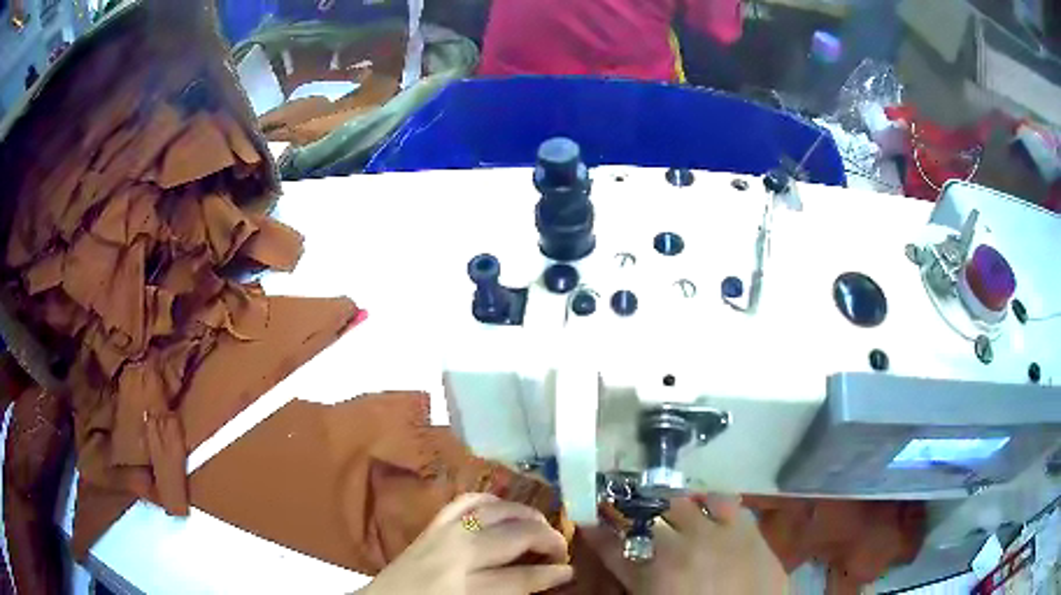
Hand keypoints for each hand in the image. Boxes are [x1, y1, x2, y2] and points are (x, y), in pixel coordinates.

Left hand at [362, 493, 573, 594]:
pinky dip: (490, 500)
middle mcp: (454, 555)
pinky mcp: (431, 524)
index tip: (570, 571)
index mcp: (463, 588)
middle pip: (512, 537)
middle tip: (561, 548)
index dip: (551, 574)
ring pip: (493, 511)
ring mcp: (441, 534)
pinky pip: (465, 502)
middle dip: (545, 538)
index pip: (519, 578)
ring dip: (524, 514)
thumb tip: (542, 580)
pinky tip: (505, 509)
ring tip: (541, 525)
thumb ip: (507, 593)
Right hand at [584, 495, 787, 594]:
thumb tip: (623, 560)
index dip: (599, 532)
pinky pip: (723, 500)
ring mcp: (715, 534)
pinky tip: (707, 506)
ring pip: (682, 502)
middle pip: (646, 517)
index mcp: (654, 576)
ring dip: (670, 506)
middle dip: (634, 514)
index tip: (589, 520)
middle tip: (634, 518)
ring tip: (670, 512)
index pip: (613, 547)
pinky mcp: (745, 528)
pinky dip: (710, 500)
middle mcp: (680, 548)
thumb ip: (636, 580)